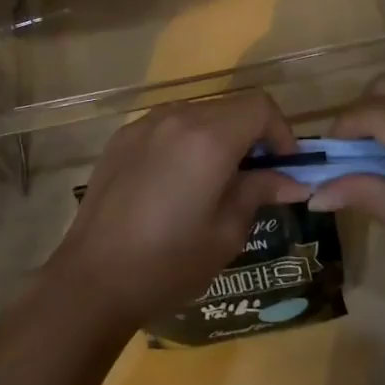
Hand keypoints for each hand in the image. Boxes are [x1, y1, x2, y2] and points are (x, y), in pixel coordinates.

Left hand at [48, 90, 311, 331]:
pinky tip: (176, 183)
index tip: (284, 168)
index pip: (260, 107)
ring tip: (215, 183)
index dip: (281, 132)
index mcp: (208, 138)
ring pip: (198, 114)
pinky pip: (167, 126)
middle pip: (230, 107)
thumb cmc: (168, 263)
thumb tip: (291, 180)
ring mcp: (145, 123)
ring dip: (218, 137)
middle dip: (251, 135)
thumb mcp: (226, 233)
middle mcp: (177, 117)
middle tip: (255, 179)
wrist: (92, 278)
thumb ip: (258, 192)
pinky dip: (185, 142)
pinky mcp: (123, 137)